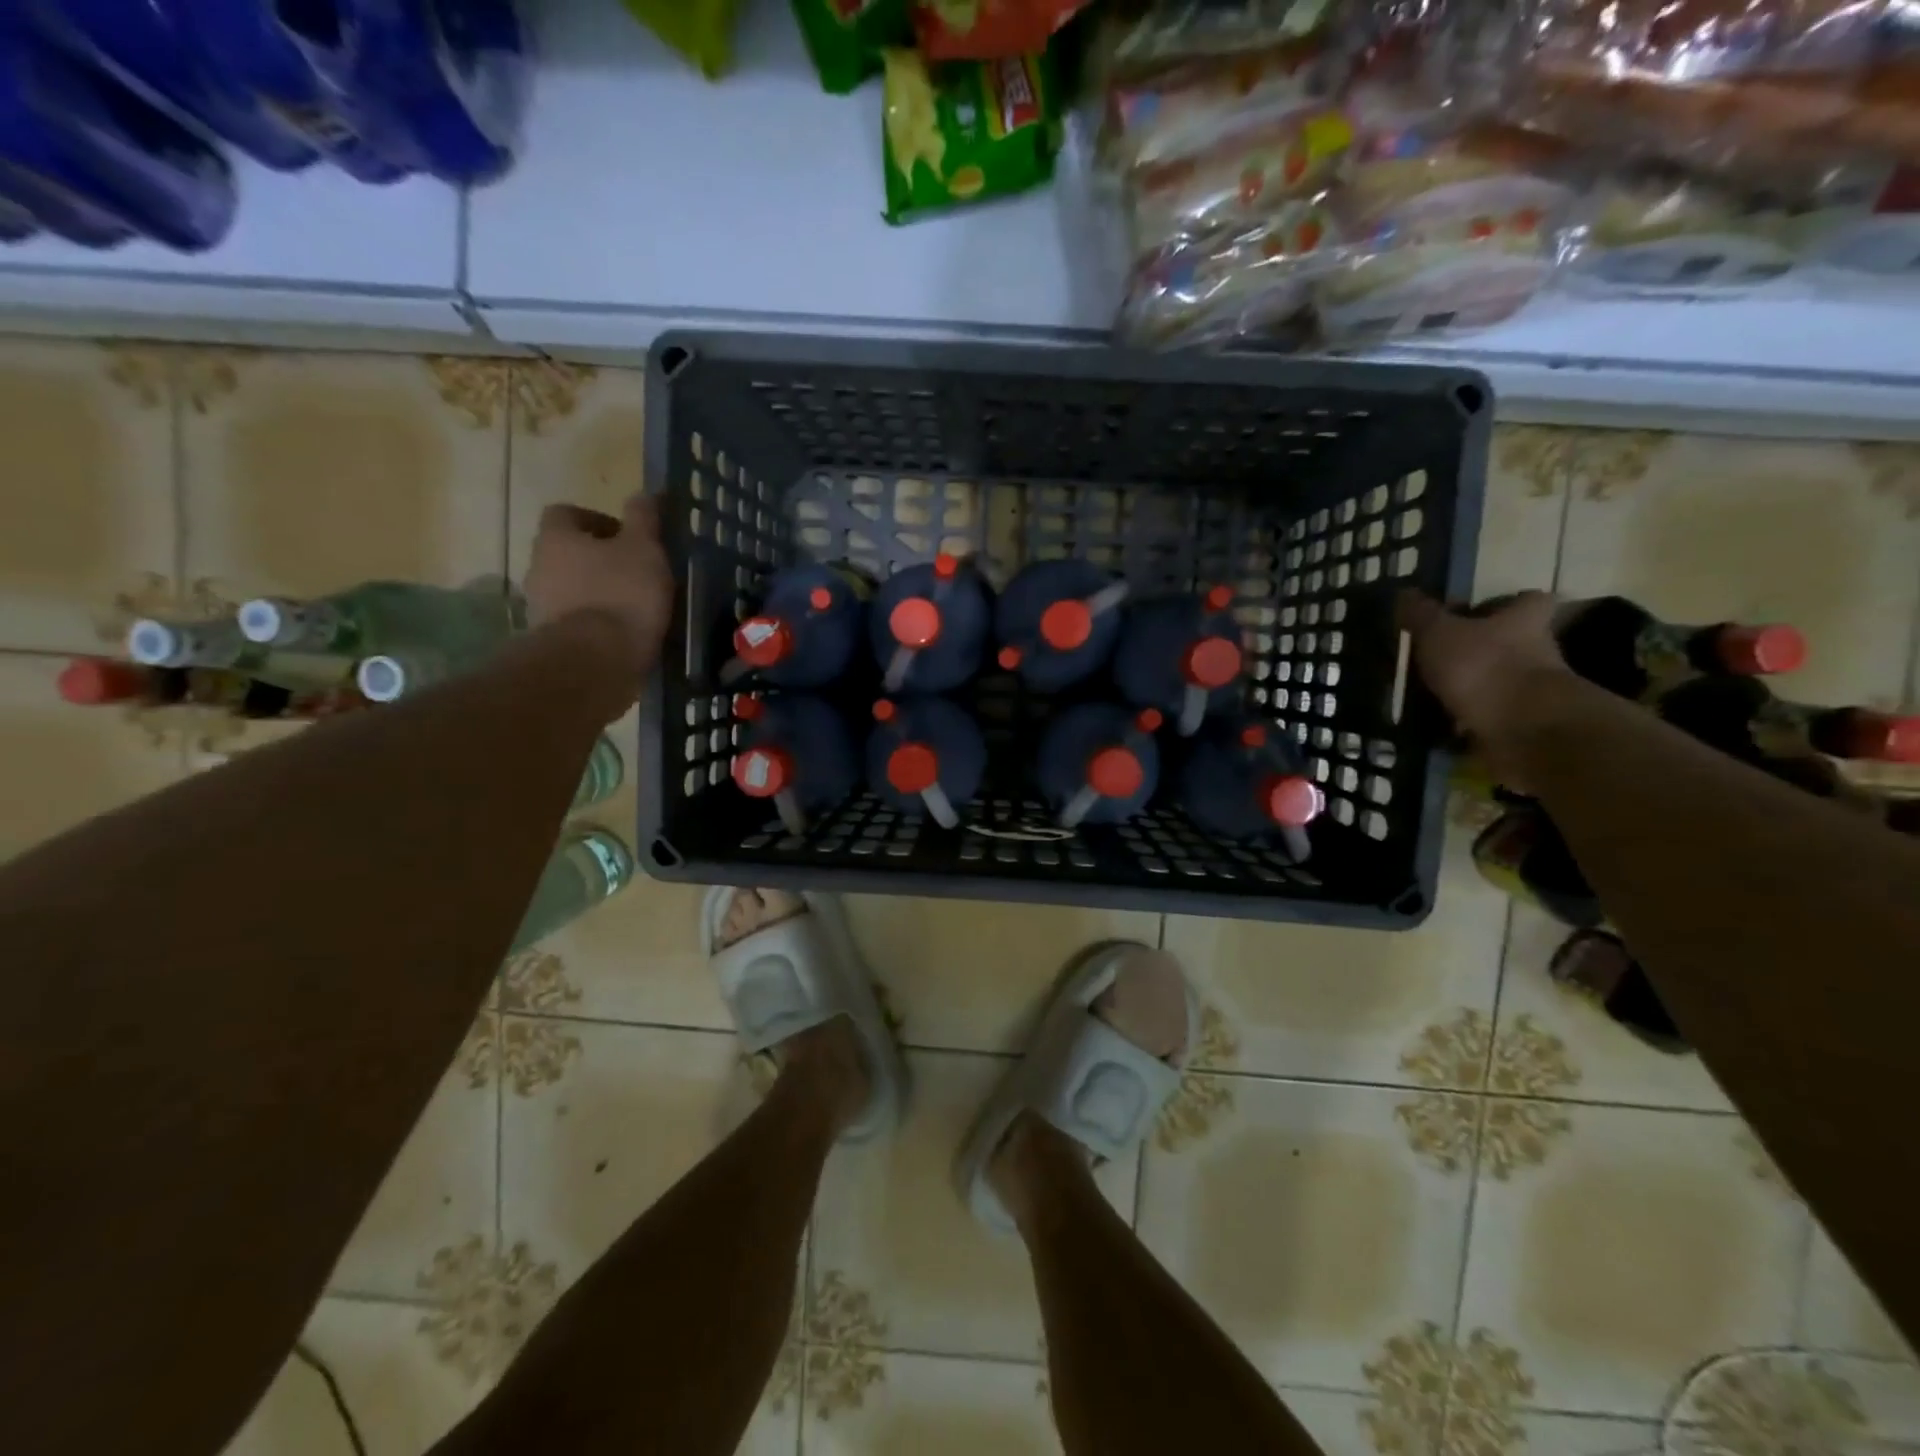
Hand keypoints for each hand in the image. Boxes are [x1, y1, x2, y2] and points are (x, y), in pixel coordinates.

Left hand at [526, 493, 673, 680]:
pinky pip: (575, 623)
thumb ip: (644, 519)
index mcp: (556, 538)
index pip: (567, 514)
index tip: (628, 538)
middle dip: (599, 560)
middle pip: (567, 554)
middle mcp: (538, 567)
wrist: (594, 662)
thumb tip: (644, 493)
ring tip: (635, 608)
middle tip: (636, 573)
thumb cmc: (621, 595)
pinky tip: (624, 635)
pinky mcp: (551, 642)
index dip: (598, 521)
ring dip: (597, 593)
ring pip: (571, 589)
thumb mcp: (644, 549)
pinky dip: (597, 624)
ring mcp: (540, 607)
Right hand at [1398, 589, 1574, 785]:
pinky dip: (1463, 719)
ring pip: (1495, 679)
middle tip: (1434, 657)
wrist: (1522, 729)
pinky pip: (1486, 715)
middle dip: (1475, 649)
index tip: (1468, 614)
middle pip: (1508, 641)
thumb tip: (1404, 592)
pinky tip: (1434, 724)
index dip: (1499, 604)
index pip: (1525, 600)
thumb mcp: (1439, 632)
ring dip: (1467, 686)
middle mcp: (1537, 649)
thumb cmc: (1483, 666)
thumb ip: (1421, 614)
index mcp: (1525, 619)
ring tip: (1425, 694)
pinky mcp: (1520, 722)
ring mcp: (1531, 689)